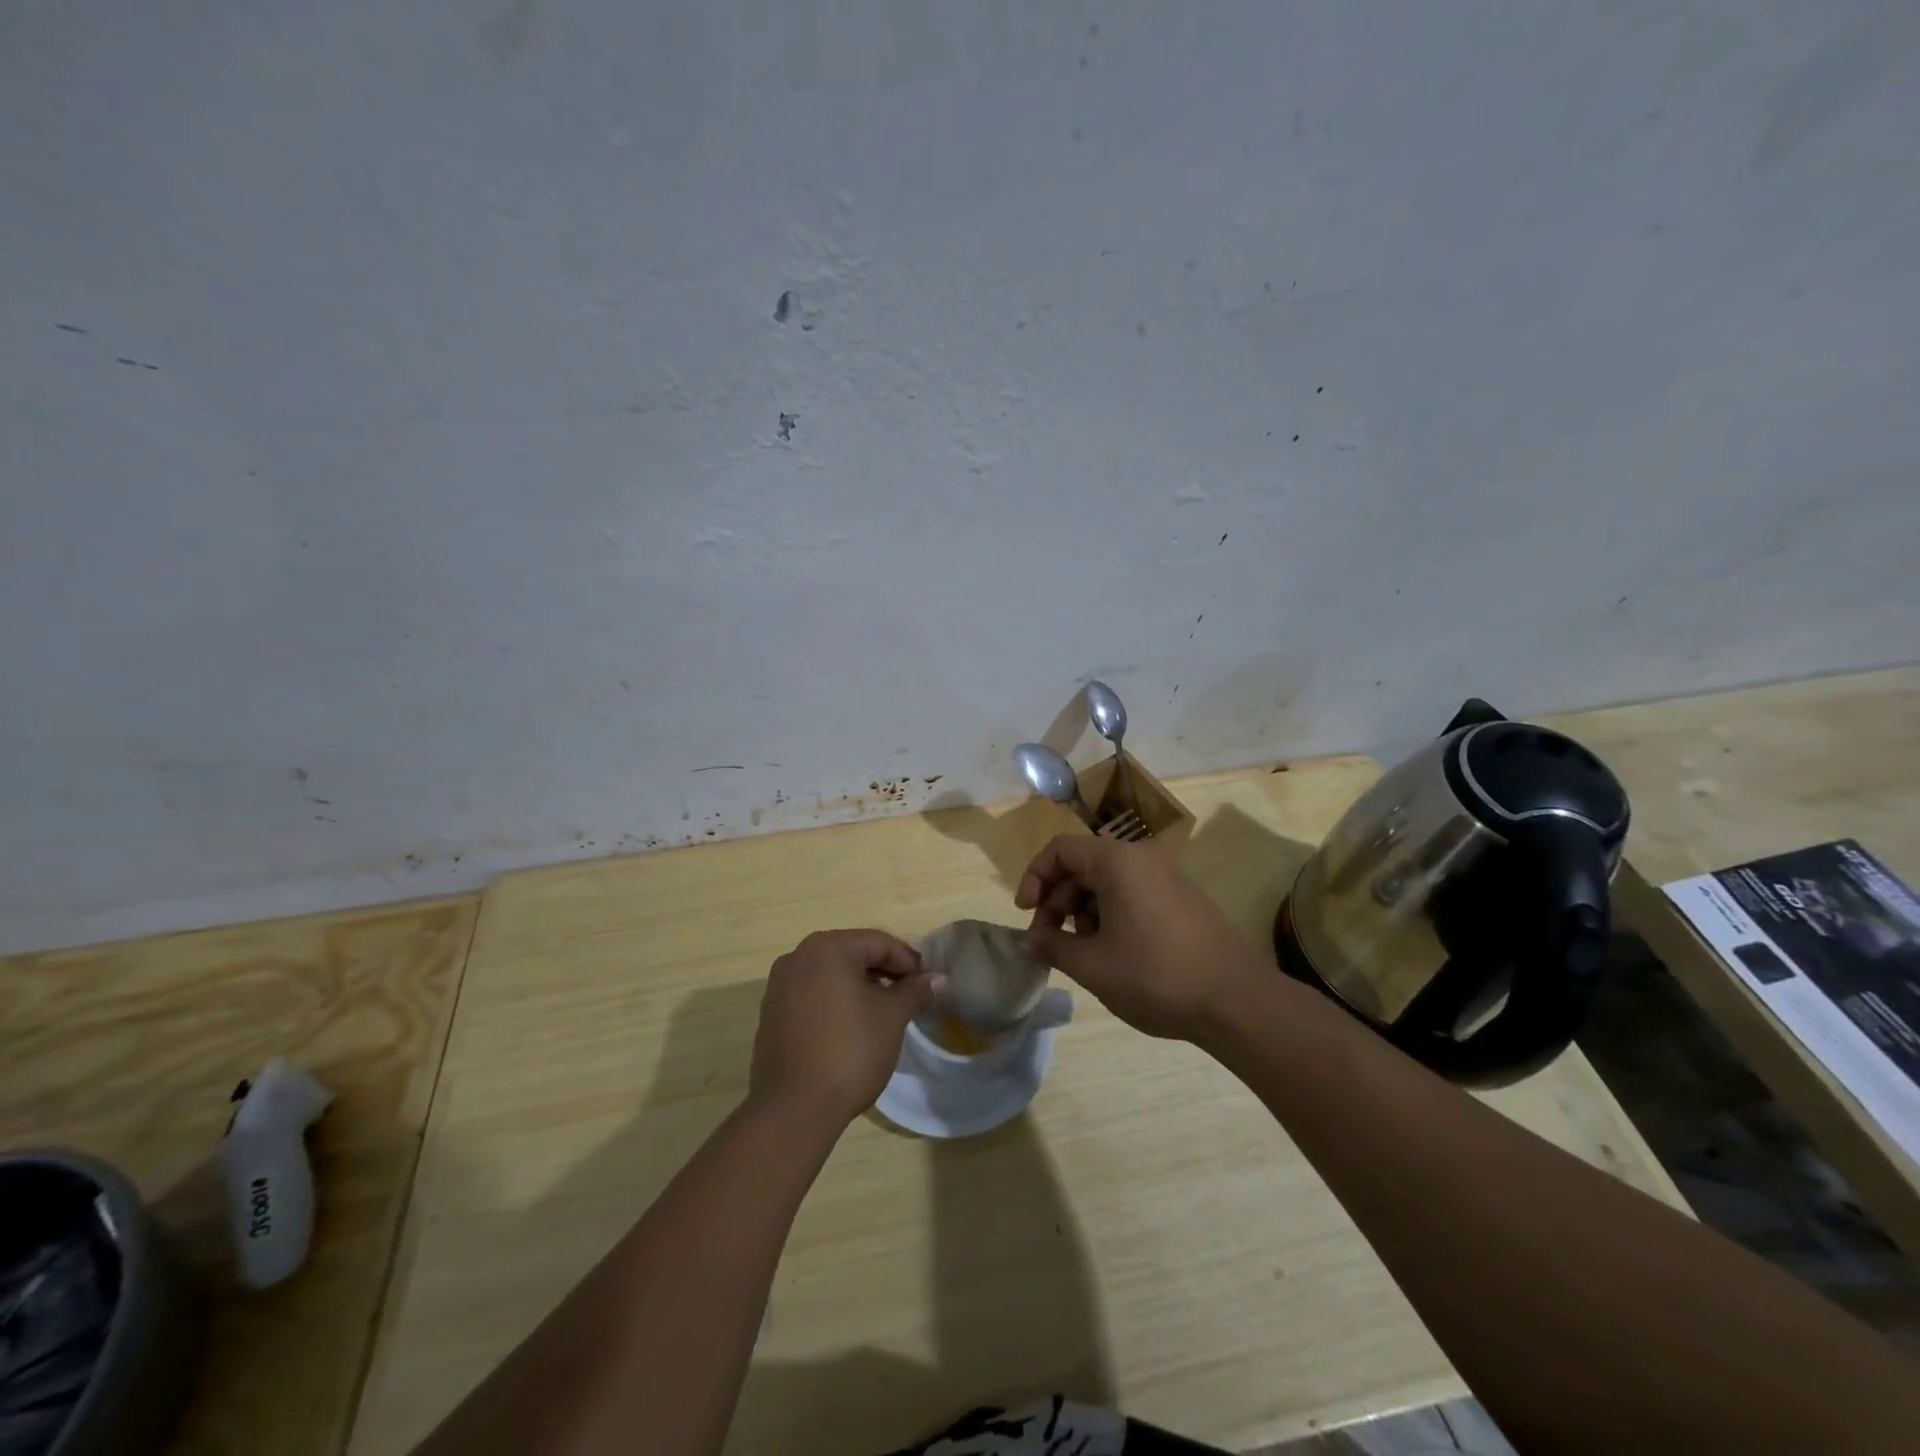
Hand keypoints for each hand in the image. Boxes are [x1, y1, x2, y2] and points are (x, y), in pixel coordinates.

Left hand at [748, 930, 936, 1126]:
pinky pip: (812, 994)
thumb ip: (915, 991)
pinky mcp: (771, 1012)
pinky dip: (835, 1001)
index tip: (927, 984)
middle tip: (908, 997)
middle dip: (884, 972)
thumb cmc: (849, 1051)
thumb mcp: (892, 1018)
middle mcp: (798, 956)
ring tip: (883, 1013)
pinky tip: (851, 1027)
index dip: (908, 961)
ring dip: (860, 986)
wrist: (793, 1109)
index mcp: (828, 948)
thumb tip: (938, 979)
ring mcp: (780, 985)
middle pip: (853, 953)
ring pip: (831, 974)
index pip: (879, 942)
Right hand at [1016, 835, 1262, 1040]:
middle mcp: (1142, 858)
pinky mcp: (1183, 900)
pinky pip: (1133, 895)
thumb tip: (1032, 939)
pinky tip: (1114, 955)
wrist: (1237, 1001)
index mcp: (1117, 861)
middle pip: (1083, 865)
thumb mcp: (1092, 965)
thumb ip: (1052, 945)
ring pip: (1108, 883)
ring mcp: (1167, 878)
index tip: (1026, 914)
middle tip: (1049, 942)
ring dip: (1083, 913)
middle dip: (1057, 901)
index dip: (1034, 877)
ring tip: (1083, 954)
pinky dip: (1111, 917)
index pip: (1060, 849)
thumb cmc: (1155, 976)